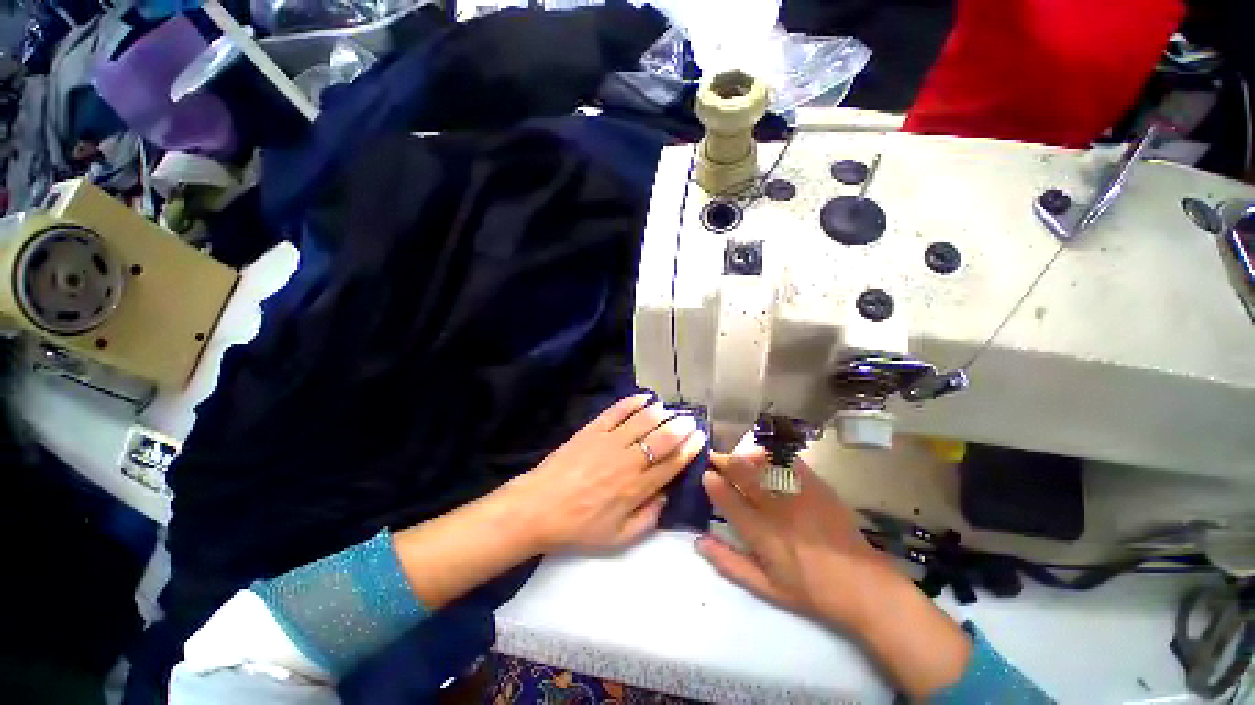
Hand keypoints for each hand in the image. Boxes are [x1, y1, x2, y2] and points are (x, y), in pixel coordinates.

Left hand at [505, 394, 704, 553]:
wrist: (538, 507)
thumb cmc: (579, 526)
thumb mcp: (618, 538)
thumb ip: (648, 519)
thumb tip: (666, 496)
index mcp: (636, 488)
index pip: (671, 463)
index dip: (689, 449)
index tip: (699, 438)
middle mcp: (628, 460)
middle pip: (662, 438)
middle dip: (680, 427)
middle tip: (690, 420)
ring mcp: (610, 441)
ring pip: (643, 420)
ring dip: (661, 412)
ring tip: (670, 410)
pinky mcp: (593, 429)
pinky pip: (617, 411)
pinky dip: (633, 402)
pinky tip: (645, 397)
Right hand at [696, 438, 972, 698]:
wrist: (862, 584)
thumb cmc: (809, 590)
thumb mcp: (765, 587)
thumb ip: (729, 563)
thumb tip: (699, 541)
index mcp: (763, 535)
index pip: (729, 501)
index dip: (714, 484)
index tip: (706, 474)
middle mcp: (777, 510)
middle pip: (744, 475)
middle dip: (725, 461)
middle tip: (715, 455)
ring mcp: (799, 495)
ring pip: (765, 463)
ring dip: (746, 455)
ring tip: (738, 454)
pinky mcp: (817, 486)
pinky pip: (790, 461)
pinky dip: (773, 454)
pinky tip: (766, 454)